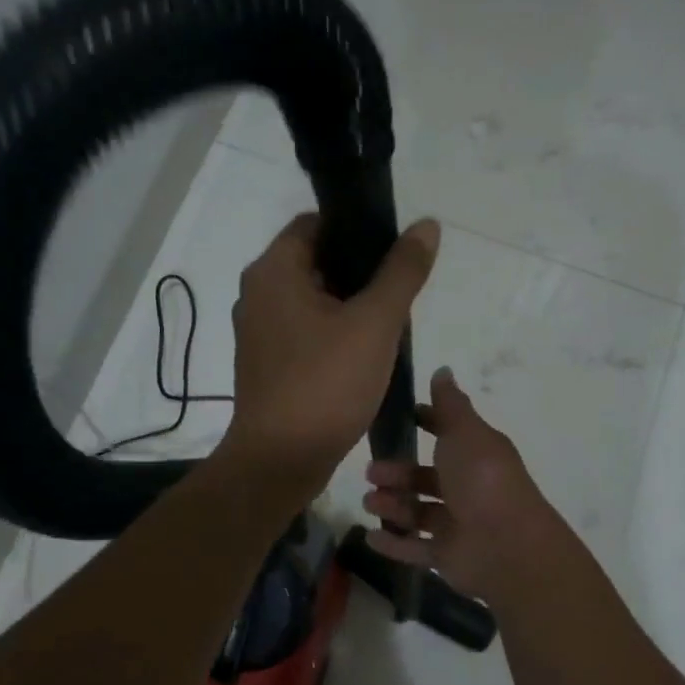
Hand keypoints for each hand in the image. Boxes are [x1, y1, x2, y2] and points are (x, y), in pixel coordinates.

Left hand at [222, 212, 440, 490]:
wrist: (281, 461)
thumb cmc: (326, 384)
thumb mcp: (375, 323)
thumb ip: (402, 272)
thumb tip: (427, 225)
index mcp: (273, 271)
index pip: (315, 223)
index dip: (357, 229)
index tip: (394, 251)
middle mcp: (258, 294)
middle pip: (315, 260)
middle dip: (359, 271)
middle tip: (399, 290)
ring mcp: (260, 332)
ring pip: (313, 300)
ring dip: (349, 305)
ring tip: (389, 323)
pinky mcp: (268, 364)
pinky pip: (306, 331)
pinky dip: (334, 333)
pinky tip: (365, 354)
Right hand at [361, 367, 553, 598]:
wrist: (507, 545)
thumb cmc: (483, 480)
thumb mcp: (465, 432)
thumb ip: (450, 404)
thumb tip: (443, 370)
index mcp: (476, 454)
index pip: (449, 434)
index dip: (427, 423)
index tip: (400, 417)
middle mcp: (468, 488)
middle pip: (426, 478)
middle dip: (398, 473)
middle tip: (370, 472)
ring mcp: (458, 525)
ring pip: (418, 513)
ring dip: (392, 506)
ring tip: (370, 503)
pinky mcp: (448, 556)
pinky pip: (415, 550)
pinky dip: (393, 545)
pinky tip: (369, 538)